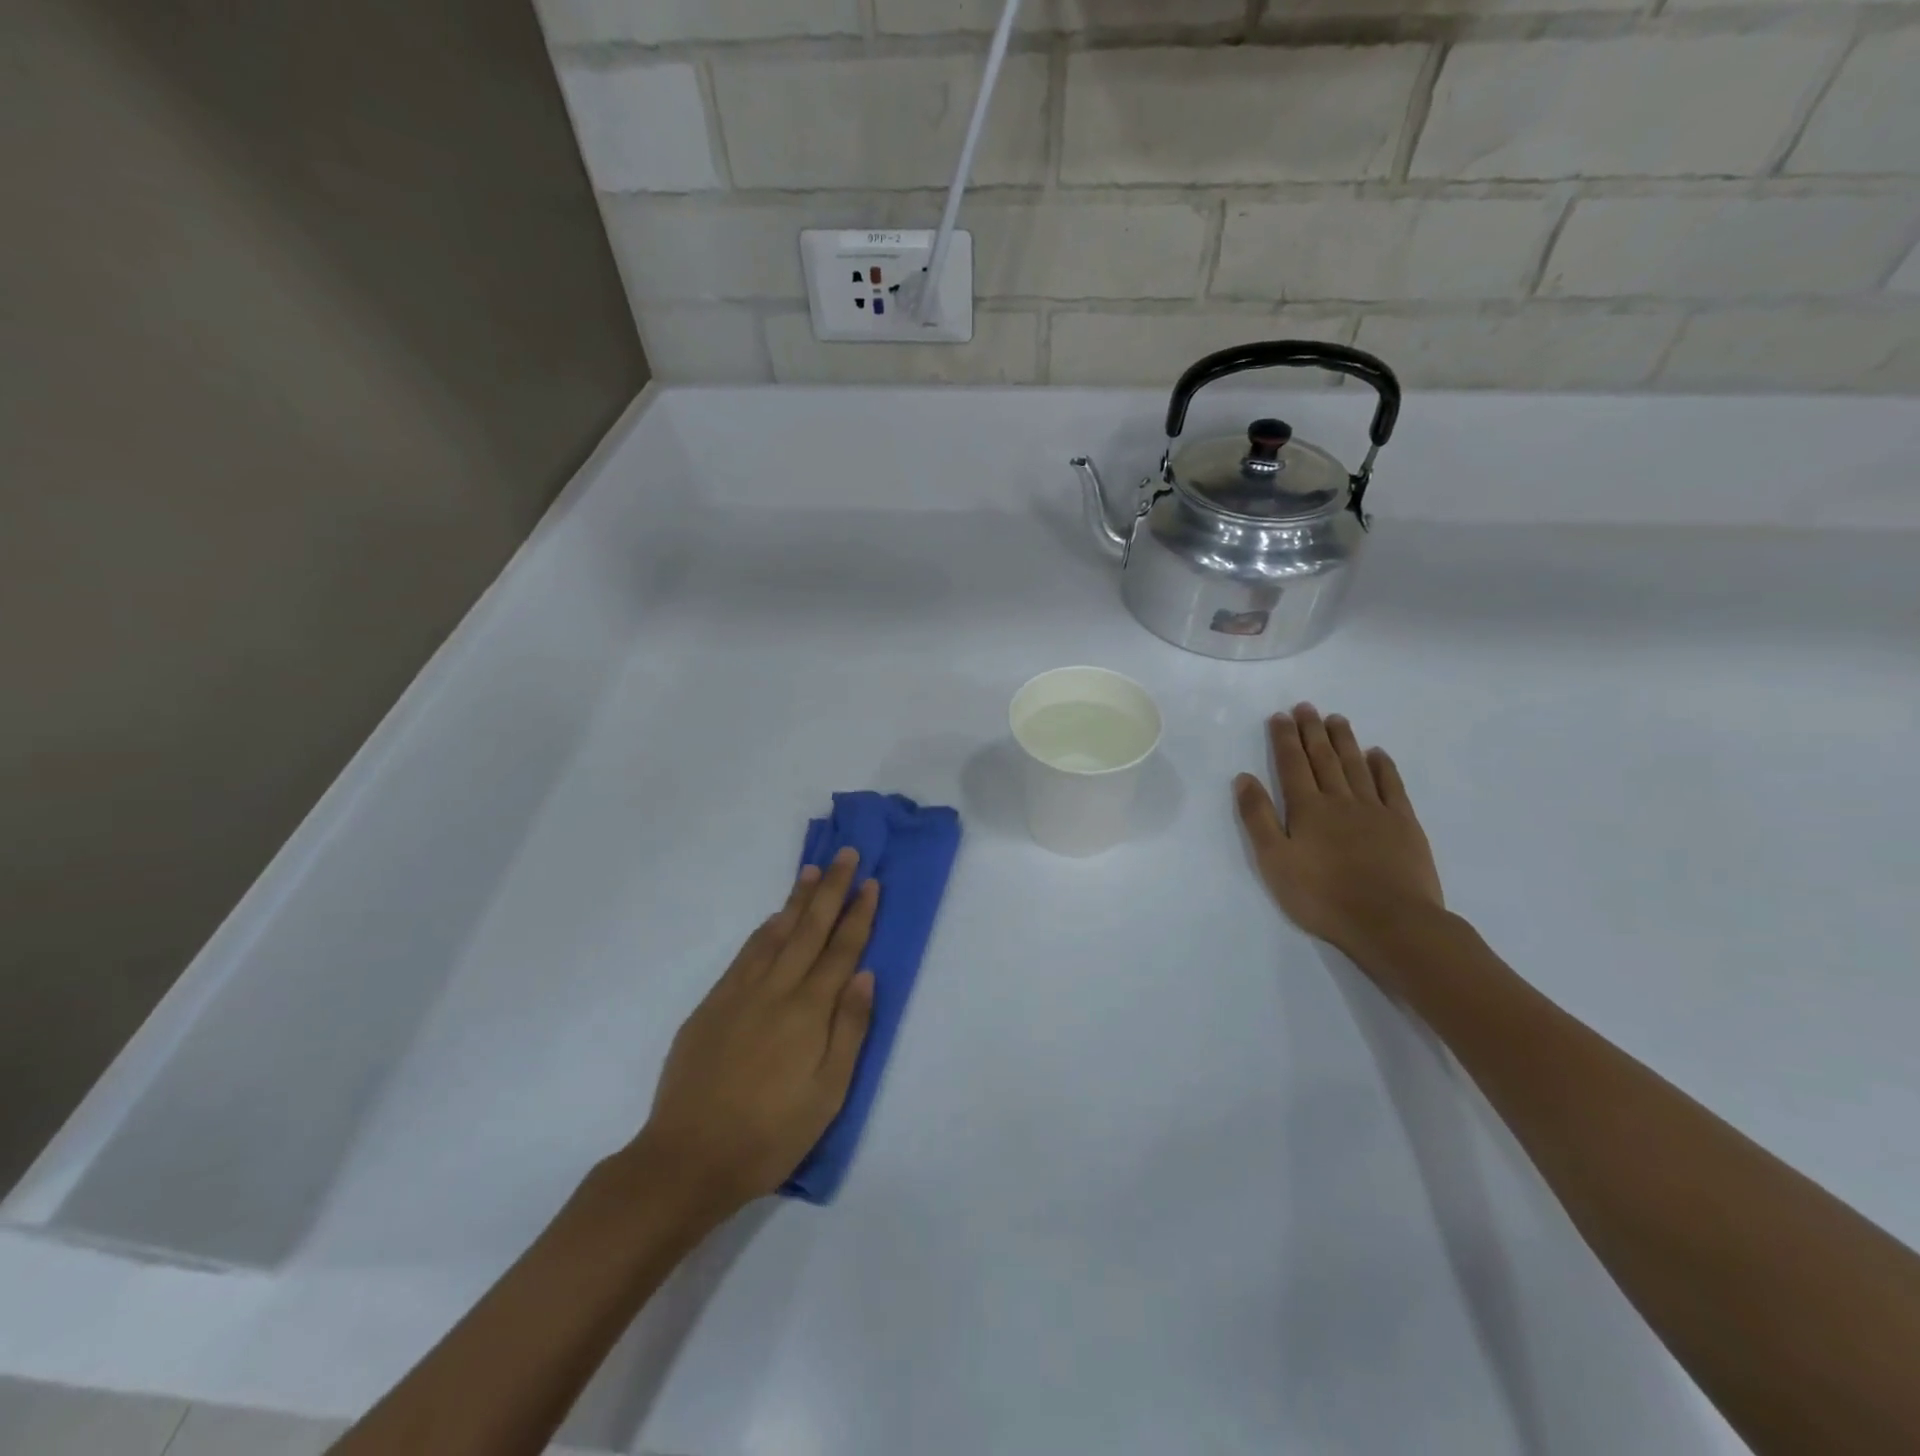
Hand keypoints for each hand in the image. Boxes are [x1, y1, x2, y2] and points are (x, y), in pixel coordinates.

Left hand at [631, 848, 876, 1219]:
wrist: (687, 1159)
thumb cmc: (770, 1134)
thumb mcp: (828, 1094)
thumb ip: (850, 1030)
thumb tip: (866, 975)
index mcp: (809, 1011)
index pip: (842, 950)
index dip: (858, 914)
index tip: (870, 882)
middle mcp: (776, 990)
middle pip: (809, 929)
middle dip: (831, 889)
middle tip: (845, 854)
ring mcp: (739, 993)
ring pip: (775, 934)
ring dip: (797, 901)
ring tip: (812, 872)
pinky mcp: (712, 1005)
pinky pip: (745, 954)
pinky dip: (764, 930)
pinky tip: (772, 920)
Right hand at [1233, 704, 1443, 956]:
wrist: (1391, 922)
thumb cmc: (1322, 896)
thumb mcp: (1274, 861)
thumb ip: (1258, 818)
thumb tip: (1244, 778)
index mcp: (1306, 809)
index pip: (1292, 765)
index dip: (1284, 739)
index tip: (1280, 716)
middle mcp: (1340, 800)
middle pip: (1323, 758)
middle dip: (1312, 731)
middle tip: (1307, 707)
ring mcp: (1375, 810)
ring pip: (1355, 766)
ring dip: (1344, 741)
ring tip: (1336, 719)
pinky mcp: (1404, 824)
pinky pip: (1391, 786)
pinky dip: (1382, 767)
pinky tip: (1377, 754)